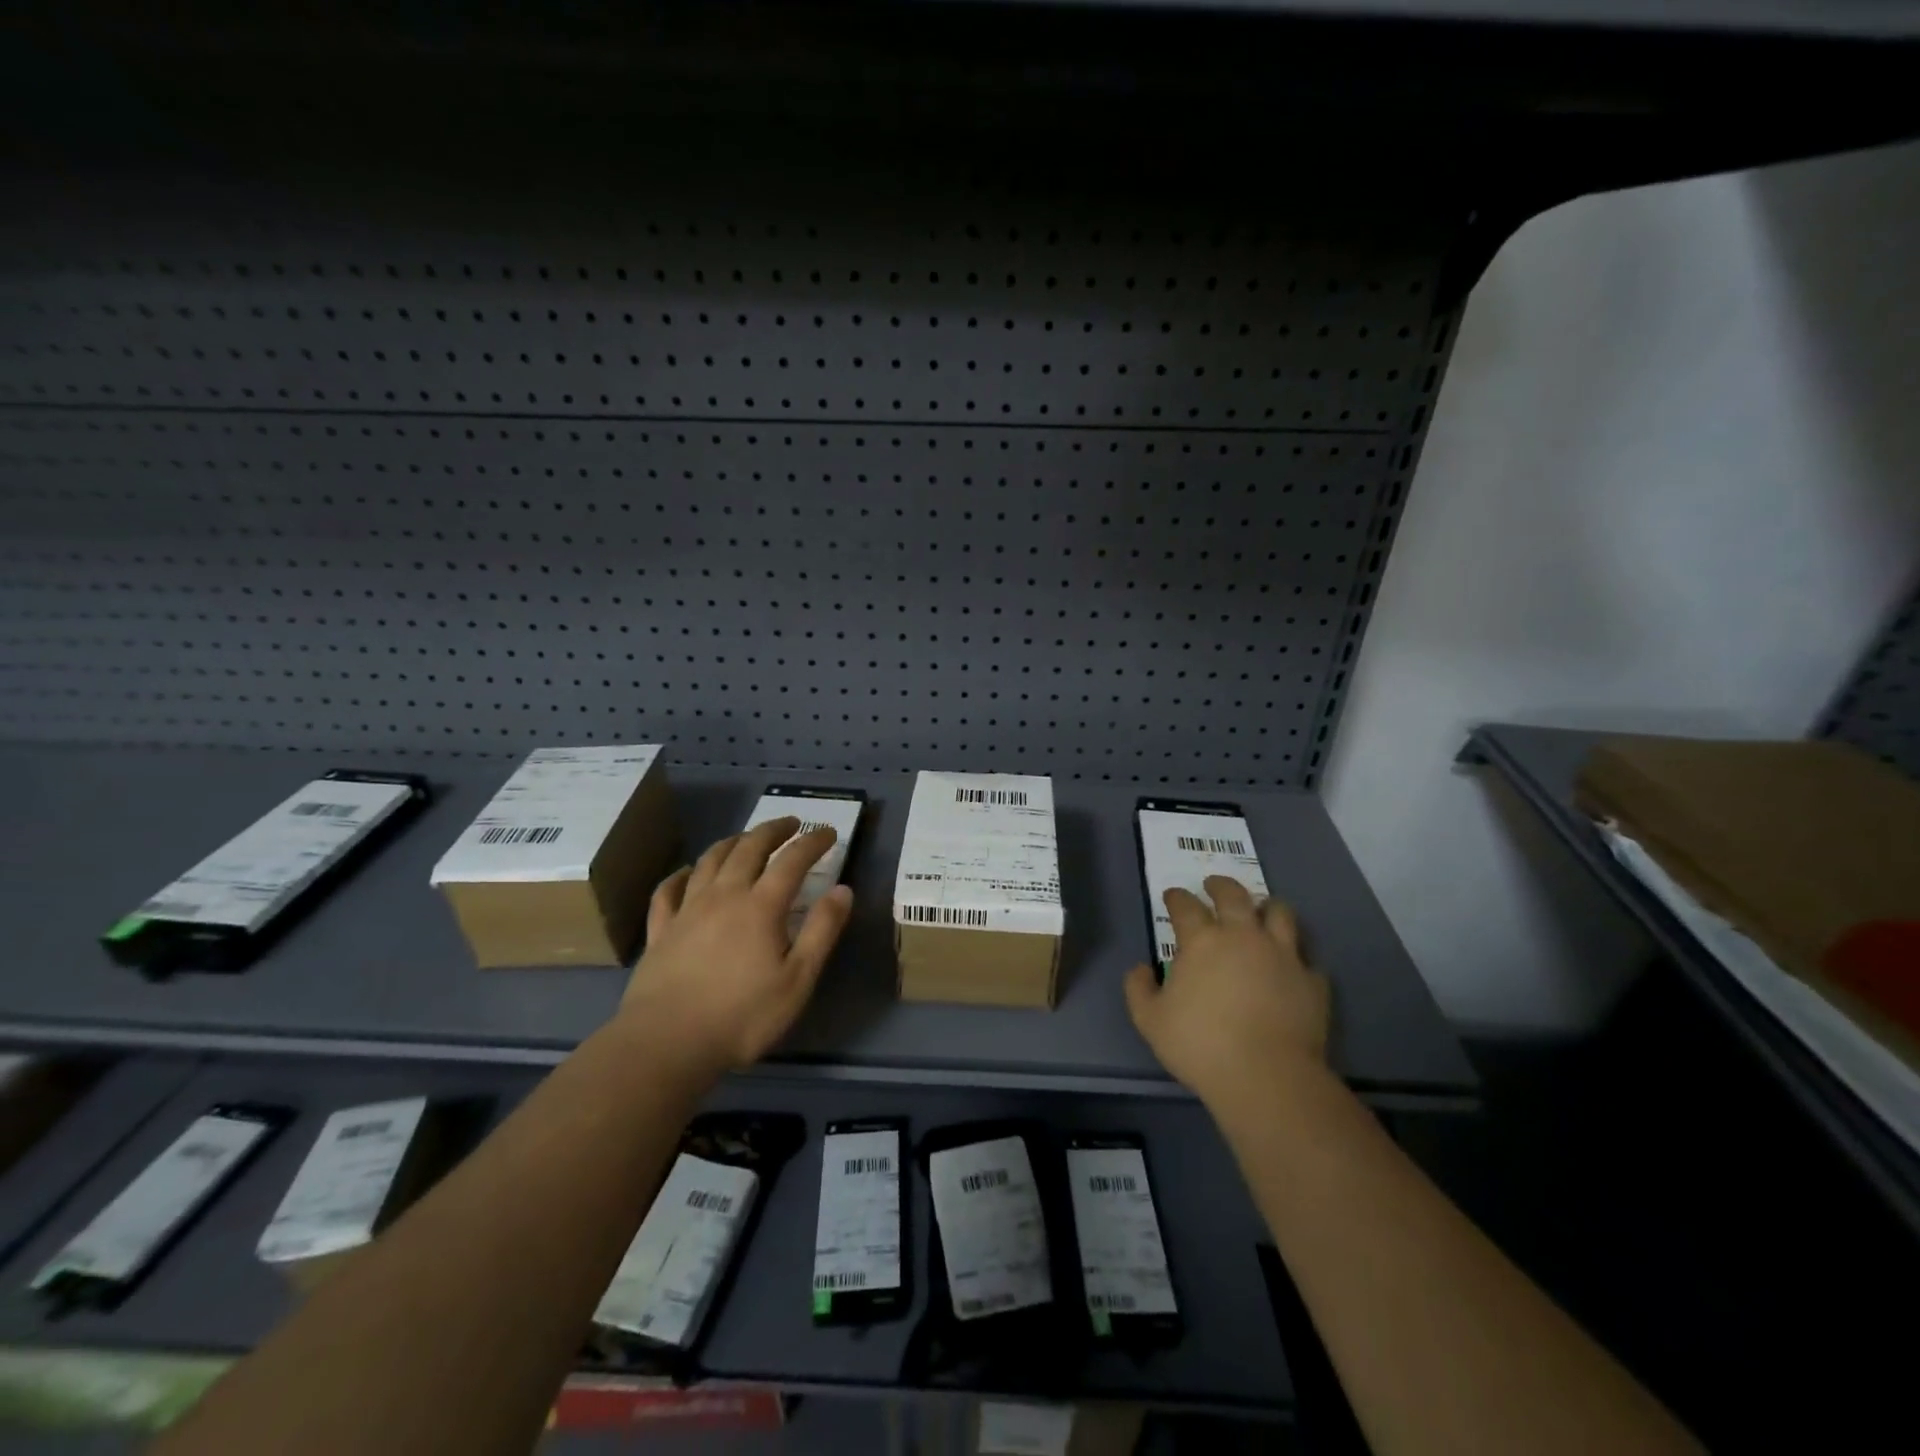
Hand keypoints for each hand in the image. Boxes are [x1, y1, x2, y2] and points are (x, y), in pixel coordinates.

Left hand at [619, 817, 853, 1073]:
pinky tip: (687, 872)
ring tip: (746, 838)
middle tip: (791, 823)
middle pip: (749, 848)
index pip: (792, 860)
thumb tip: (843, 889)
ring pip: (710, 860)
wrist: (666, 1044)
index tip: (828, 833)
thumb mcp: (797, 980)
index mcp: (761, 906)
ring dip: (733, 842)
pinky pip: (668, 890)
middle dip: (773, 830)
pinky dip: (681, 873)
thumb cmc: (742, 1016)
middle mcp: (723, 896)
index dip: (813, 842)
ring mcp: (687, 910)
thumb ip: (822, 931)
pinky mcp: (660, 930)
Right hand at [1124, 876, 1330, 1107]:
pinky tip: (1291, 965)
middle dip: (1220, 885)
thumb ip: (1139, 989)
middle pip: (1234, 895)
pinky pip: (1307, 958)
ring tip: (1260, 910)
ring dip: (1267, 906)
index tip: (1172, 895)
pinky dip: (1296, 957)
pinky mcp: (1312, 981)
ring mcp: (1282, 955)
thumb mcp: (1149, 1020)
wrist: (1267, 1076)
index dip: (1177, 897)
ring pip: (1280, 913)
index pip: (1186, 906)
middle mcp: (1243, 936)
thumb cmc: (1200, 1045)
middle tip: (1213, 885)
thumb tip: (1142, 968)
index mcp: (1202, 941)